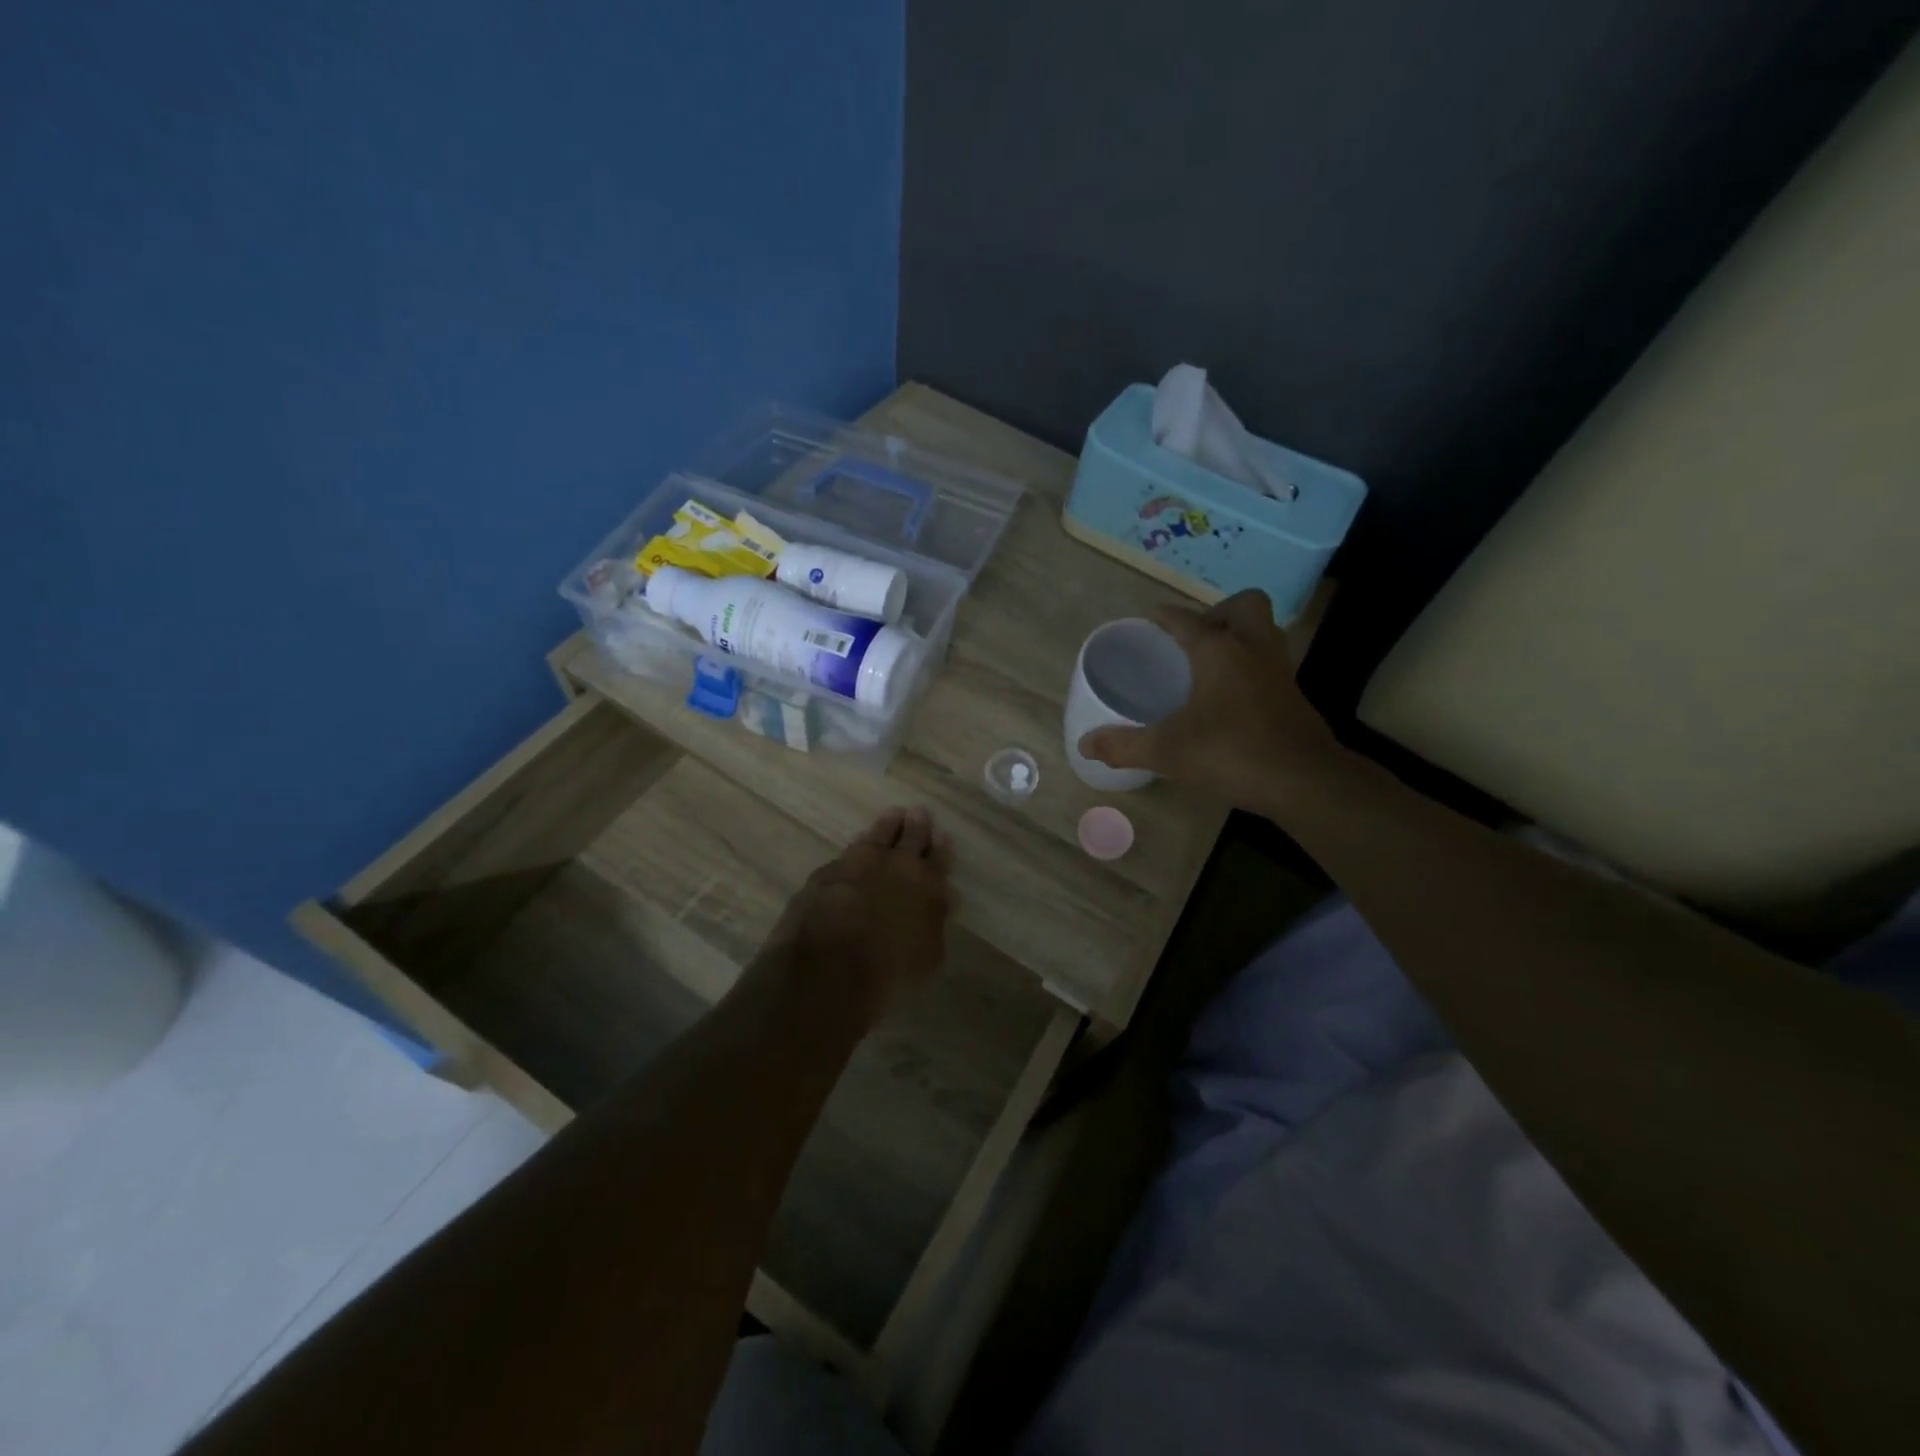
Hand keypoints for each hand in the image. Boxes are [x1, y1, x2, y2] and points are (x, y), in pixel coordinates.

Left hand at [753, 806, 954, 1026]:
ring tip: (892, 817)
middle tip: (918, 812)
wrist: (829, 967)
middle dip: (916, 826)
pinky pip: (848, 852)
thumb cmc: (890, 972)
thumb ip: (932, 924)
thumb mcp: (927, 957)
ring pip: (877, 836)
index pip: (939, 859)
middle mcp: (896, 866)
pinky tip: (855, 847)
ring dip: (886, 827)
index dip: (941, 848)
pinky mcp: (826, 872)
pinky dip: (855, 847)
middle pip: (910, 837)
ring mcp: (858, 863)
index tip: (941, 836)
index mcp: (927, 886)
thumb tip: (935, 906)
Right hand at [1077, 590, 1348, 810]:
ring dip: (1241, 635)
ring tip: (1213, 661)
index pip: (1186, 620)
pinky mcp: (1294, 695)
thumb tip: (1084, 744)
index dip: (1165, 616)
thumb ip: (1123, 745)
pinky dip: (1251, 666)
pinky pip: (1271, 662)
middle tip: (1196, 637)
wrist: (1303, 781)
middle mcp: (1252, 649)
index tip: (1152, 616)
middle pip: (1245, 605)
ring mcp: (1279, 671)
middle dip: (1220, 611)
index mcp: (1218, 651)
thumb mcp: (1167, 752)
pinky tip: (1233, 696)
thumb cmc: (1230, 753)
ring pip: (1264, 631)